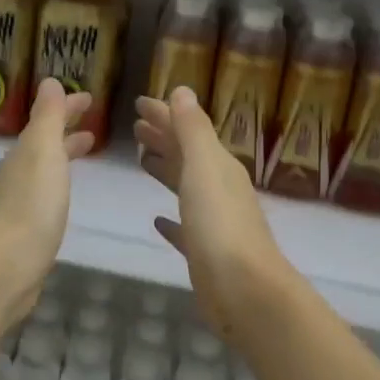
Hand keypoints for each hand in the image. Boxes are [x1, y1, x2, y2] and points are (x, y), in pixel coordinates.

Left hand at [0, 79, 94, 325]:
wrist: (7, 267)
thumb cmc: (31, 206)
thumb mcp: (43, 152)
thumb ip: (47, 117)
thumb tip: (47, 80)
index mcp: (24, 153)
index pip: (47, 121)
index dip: (67, 108)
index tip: (89, 99)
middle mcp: (18, 173)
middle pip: (44, 143)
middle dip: (66, 130)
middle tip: (93, 125)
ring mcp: (20, 202)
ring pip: (45, 168)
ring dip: (64, 155)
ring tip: (86, 151)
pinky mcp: (26, 229)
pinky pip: (46, 193)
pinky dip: (59, 182)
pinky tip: (65, 195)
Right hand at [133, 87, 285, 338]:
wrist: (244, 289)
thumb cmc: (220, 224)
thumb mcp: (204, 167)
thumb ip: (193, 130)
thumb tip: (182, 91)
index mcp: (218, 166)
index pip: (187, 130)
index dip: (164, 115)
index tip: (138, 103)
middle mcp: (218, 189)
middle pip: (187, 156)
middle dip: (163, 138)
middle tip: (136, 127)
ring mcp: (213, 222)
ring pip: (185, 188)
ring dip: (166, 171)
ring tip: (142, 161)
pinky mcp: (204, 253)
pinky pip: (184, 229)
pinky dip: (171, 221)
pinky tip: (157, 220)